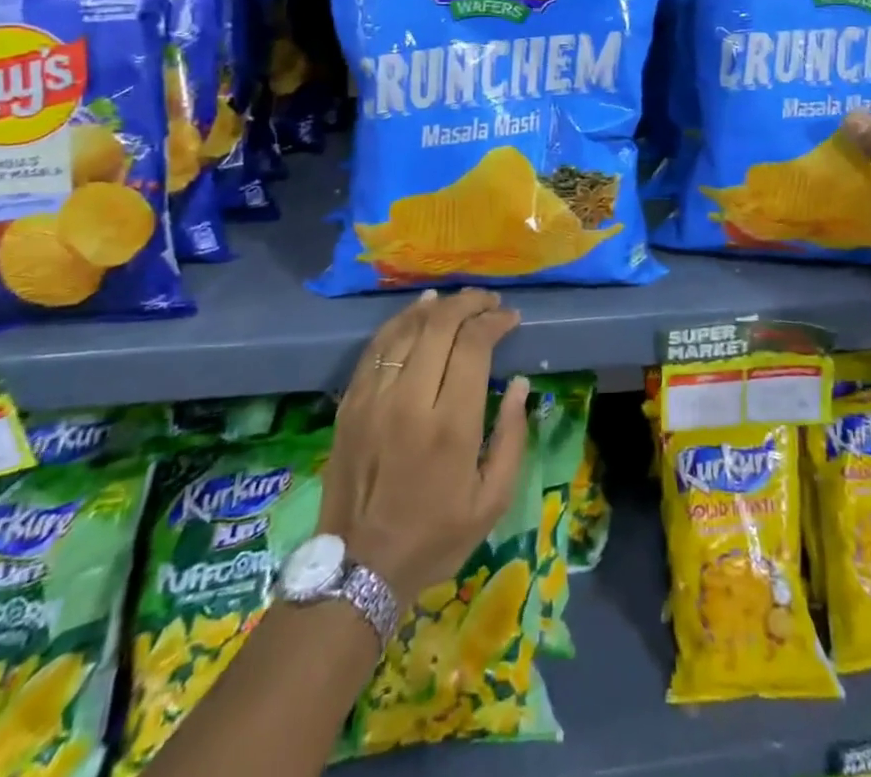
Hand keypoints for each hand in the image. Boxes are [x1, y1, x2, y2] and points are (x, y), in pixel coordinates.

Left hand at [321, 288, 527, 604]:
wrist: (358, 570)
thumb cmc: (435, 537)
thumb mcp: (492, 501)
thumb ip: (512, 437)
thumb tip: (521, 384)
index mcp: (451, 425)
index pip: (474, 345)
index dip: (495, 321)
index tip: (510, 318)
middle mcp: (410, 401)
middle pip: (440, 325)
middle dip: (469, 303)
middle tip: (488, 302)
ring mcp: (374, 398)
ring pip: (406, 329)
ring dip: (435, 306)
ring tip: (456, 300)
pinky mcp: (350, 403)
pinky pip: (376, 347)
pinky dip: (400, 322)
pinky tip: (417, 313)